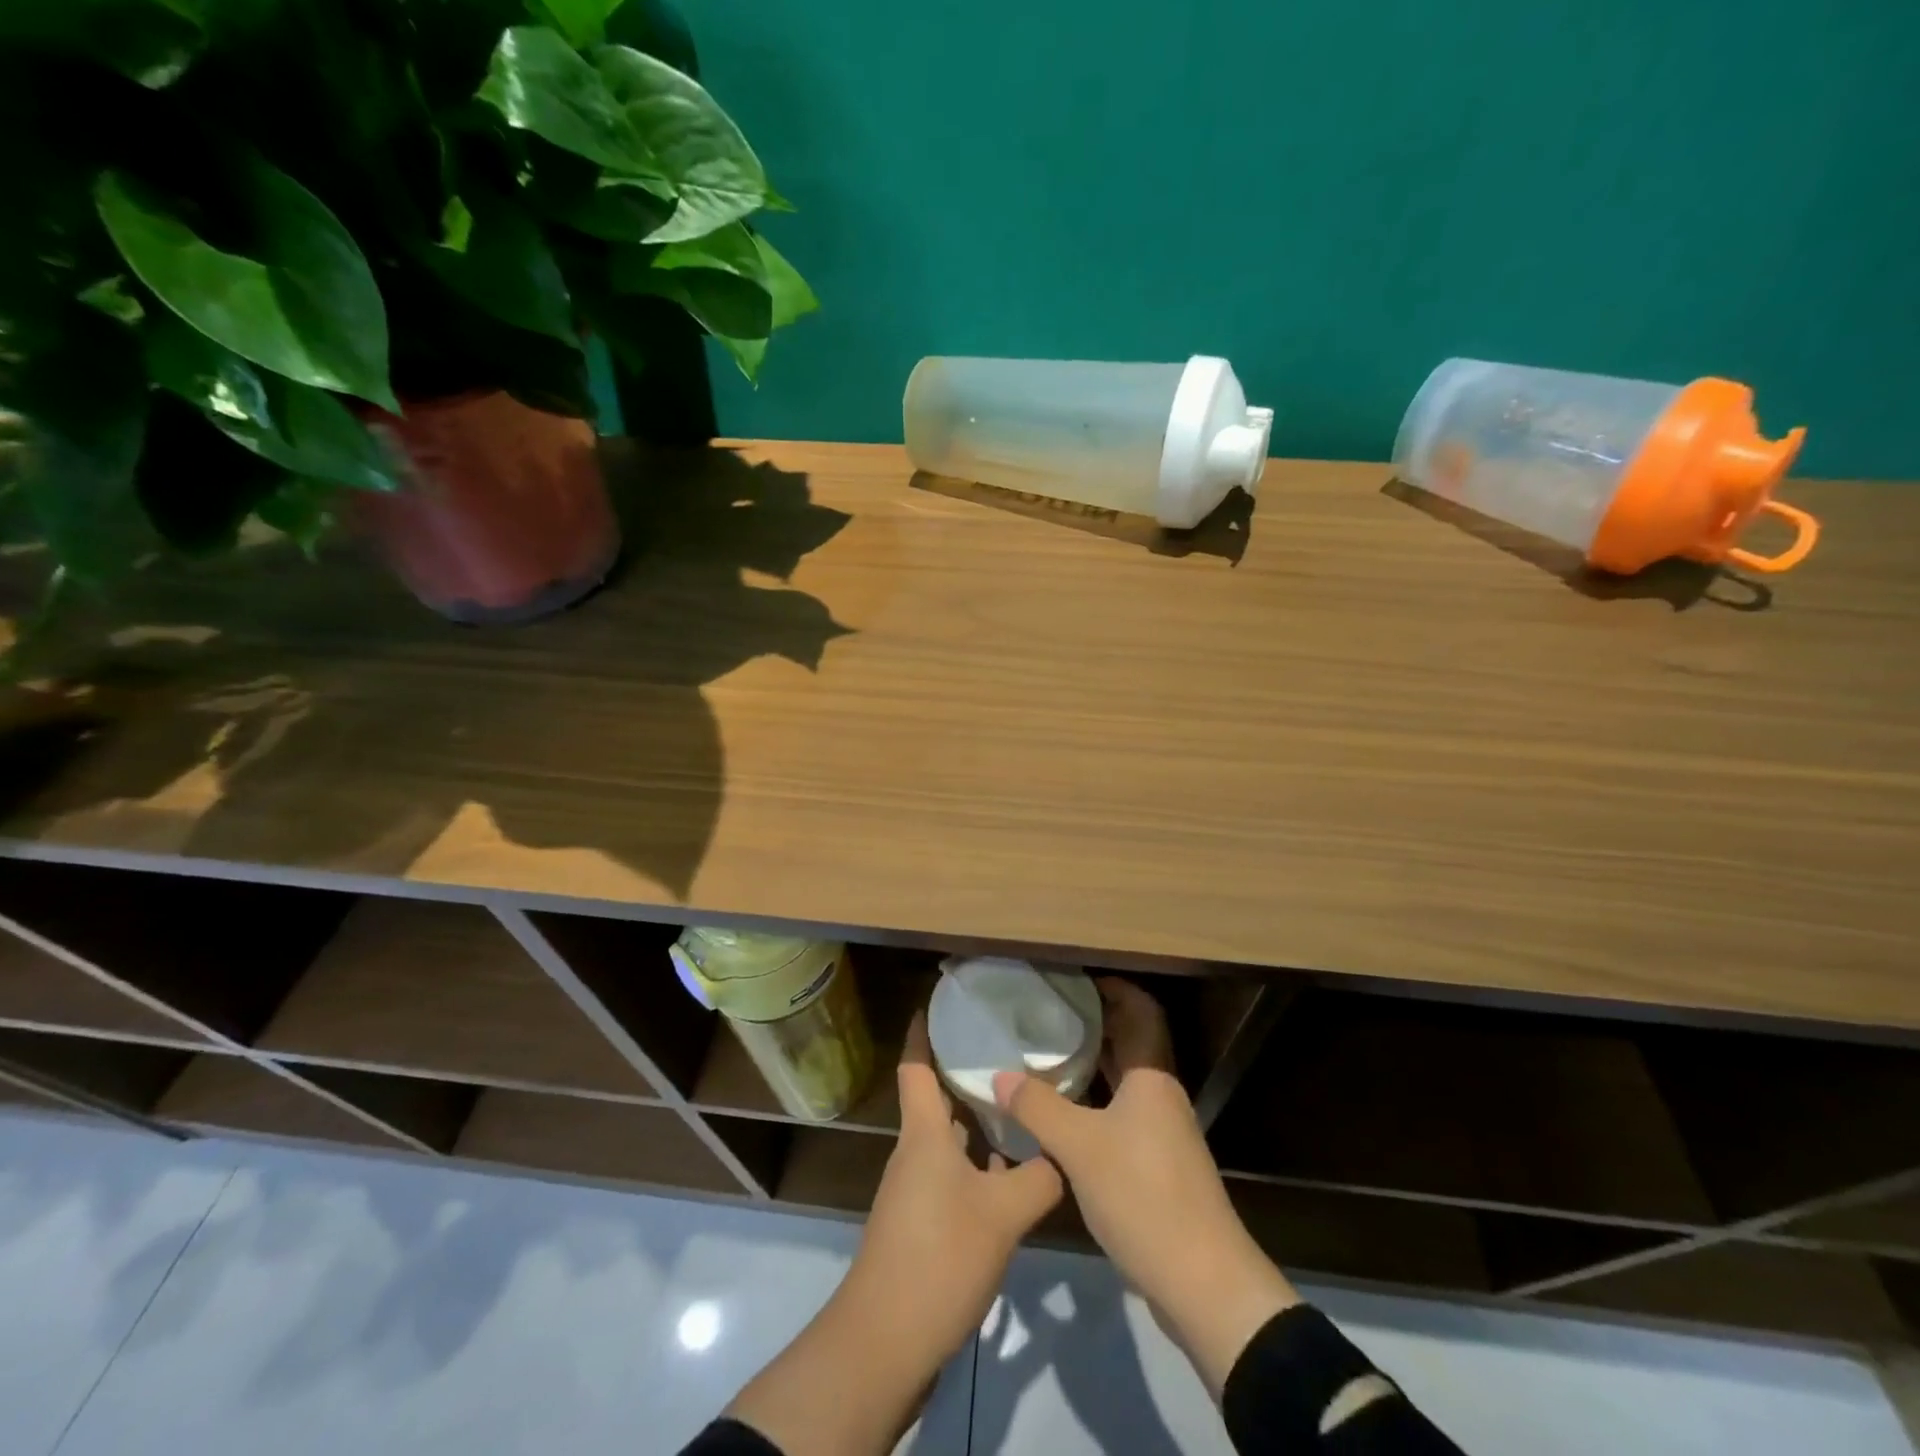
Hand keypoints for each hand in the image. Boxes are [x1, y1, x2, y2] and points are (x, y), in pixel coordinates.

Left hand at [844, 1011, 1063, 1364]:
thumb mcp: (1003, 1213)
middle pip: (936, 1102)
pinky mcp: (921, 1225)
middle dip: (965, 1077)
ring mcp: (914, 1191)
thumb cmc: (939, 1256)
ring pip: (947, 1142)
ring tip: (1019, 1110)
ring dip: (976, 1126)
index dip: (921, 1032)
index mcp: (924, 1134)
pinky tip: (1011, 1177)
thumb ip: (1039, 1176)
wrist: (886, 1341)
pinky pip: (951, 1177)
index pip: (916, 1067)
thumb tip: (1063, 1152)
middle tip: (1008, 1055)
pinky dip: (977, 1166)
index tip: (938, 1002)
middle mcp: (915, 1154)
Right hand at [993, 978, 1299, 1395]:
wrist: (1202, 1282)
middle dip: (1094, 1022)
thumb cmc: (1143, 1196)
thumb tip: (999, 1075)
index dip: (1114, 988)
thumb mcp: (1080, 1147)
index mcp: (1152, 1077)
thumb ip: (1037, 1107)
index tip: (1074, 978)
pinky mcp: (1157, 1165)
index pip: (1141, 1010)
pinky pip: (1121, 1114)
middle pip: (1131, 1042)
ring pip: (1124, 1081)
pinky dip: (1093, 1102)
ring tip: (1045, 1054)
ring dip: (1092, 1064)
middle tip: (1047, 1012)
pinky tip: (1061, 1113)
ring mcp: (1162, 1132)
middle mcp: (1160, 1095)